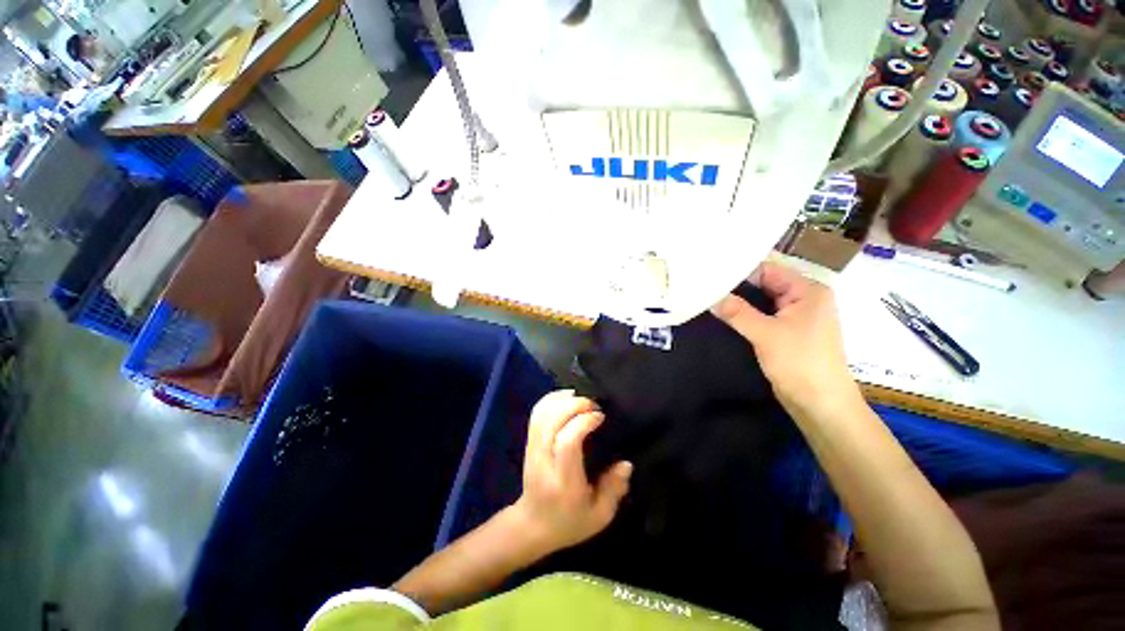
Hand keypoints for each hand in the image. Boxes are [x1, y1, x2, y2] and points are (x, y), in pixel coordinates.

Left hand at [512, 390, 631, 553]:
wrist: (532, 526)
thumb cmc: (570, 522)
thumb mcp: (599, 516)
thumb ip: (614, 490)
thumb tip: (626, 464)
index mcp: (563, 481)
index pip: (567, 441)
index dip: (583, 422)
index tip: (600, 416)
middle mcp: (544, 461)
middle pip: (551, 421)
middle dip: (573, 405)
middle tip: (593, 405)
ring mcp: (532, 450)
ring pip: (541, 414)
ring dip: (561, 399)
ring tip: (581, 399)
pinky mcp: (529, 443)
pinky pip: (536, 414)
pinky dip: (550, 400)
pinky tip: (566, 398)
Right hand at [711, 262, 860, 414]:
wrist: (820, 404)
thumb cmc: (800, 363)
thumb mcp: (765, 334)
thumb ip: (736, 312)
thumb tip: (709, 296)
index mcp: (808, 290)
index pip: (768, 270)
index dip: (739, 271)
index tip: (711, 275)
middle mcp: (804, 298)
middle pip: (764, 284)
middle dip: (736, 287)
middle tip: (705, 287)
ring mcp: (796, 316)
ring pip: (761, 301)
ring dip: (739, 302)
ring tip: (709, 299)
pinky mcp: (787, 332)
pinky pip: (763, 316)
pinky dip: (745, 315)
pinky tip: (724, 315)